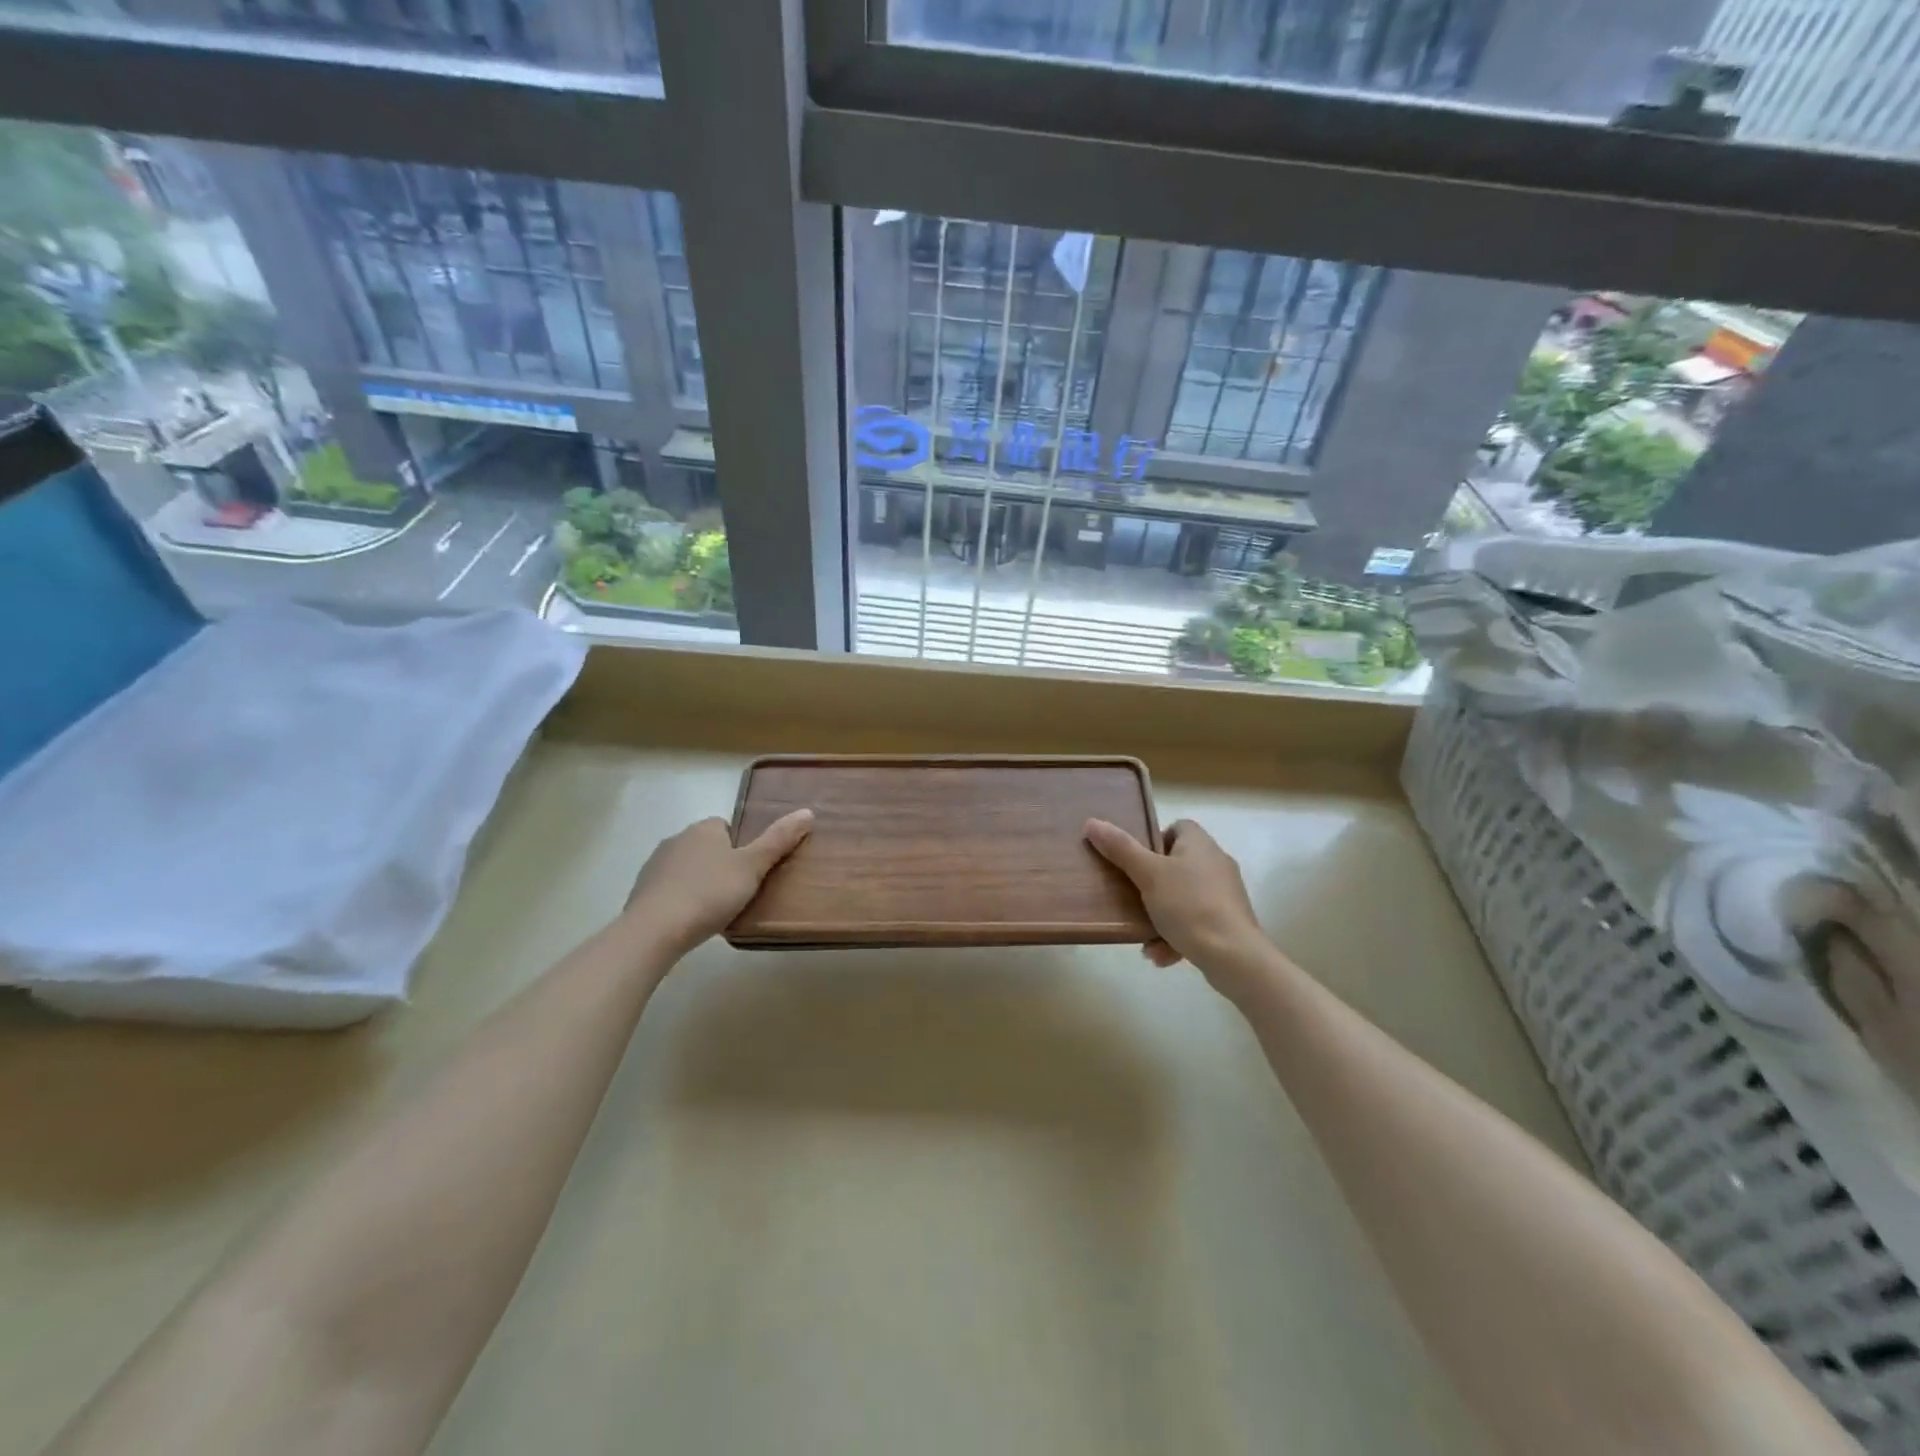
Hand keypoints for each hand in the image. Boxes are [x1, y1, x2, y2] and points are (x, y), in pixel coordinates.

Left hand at [622, 811, 812, 955]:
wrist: (655, 930)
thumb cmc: (710, 893)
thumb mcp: (752, 867)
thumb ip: (778, 840)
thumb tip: (807, 812)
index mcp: (704, 828)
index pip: (728, 828)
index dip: (741, 848)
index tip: (750, 872)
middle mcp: (677, 838)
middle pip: (707, 847)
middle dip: (720, 866)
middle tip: (739, 893)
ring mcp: (655, 865)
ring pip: (687, 869)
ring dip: (699, 883)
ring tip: (715, 911)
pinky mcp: (641, 891)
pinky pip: (669, 890)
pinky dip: (680, 901)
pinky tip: (690, 921)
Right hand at [1084, 817, 1274, 996]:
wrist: (1233, 956)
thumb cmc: (1189, 906)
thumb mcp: (1148, 875)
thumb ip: (1120, 849)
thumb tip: (1092, 822)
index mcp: (1200, 844)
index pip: (1177, 827)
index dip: (1154, 840)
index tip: (1136, 861)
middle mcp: (1216, 863)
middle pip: (1178, 864)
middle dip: (1152, 884)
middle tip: (1132, 897)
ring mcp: (1226, 894)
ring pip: (1184, 897)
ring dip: (1161, 915)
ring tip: (1143, 935)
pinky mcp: (1230, 922)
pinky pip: (1196, 922)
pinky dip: (1177, 935)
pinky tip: (1160, 955)